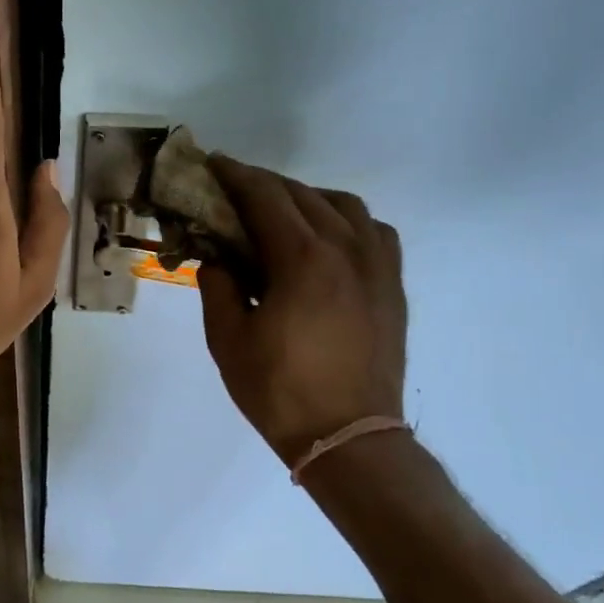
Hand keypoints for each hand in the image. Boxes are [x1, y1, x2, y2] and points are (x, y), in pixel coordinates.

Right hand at [198, 156, 406, 464]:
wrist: (348, 438)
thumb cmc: (279, 391)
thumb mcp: (227, 340)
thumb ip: (218, 286)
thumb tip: (218, 258)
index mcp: (302, 259)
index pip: (264, 197)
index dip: (234, 175)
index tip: (212, 164)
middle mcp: (346, 249)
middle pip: (301, 195)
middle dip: (263, 184)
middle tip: (233, 190)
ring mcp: (377, 266)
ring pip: (343, 205)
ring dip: (306, 197)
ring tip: (280, 213)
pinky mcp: (392, 286)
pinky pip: (373, 231)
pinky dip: (345, 221)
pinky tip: (328, 239)